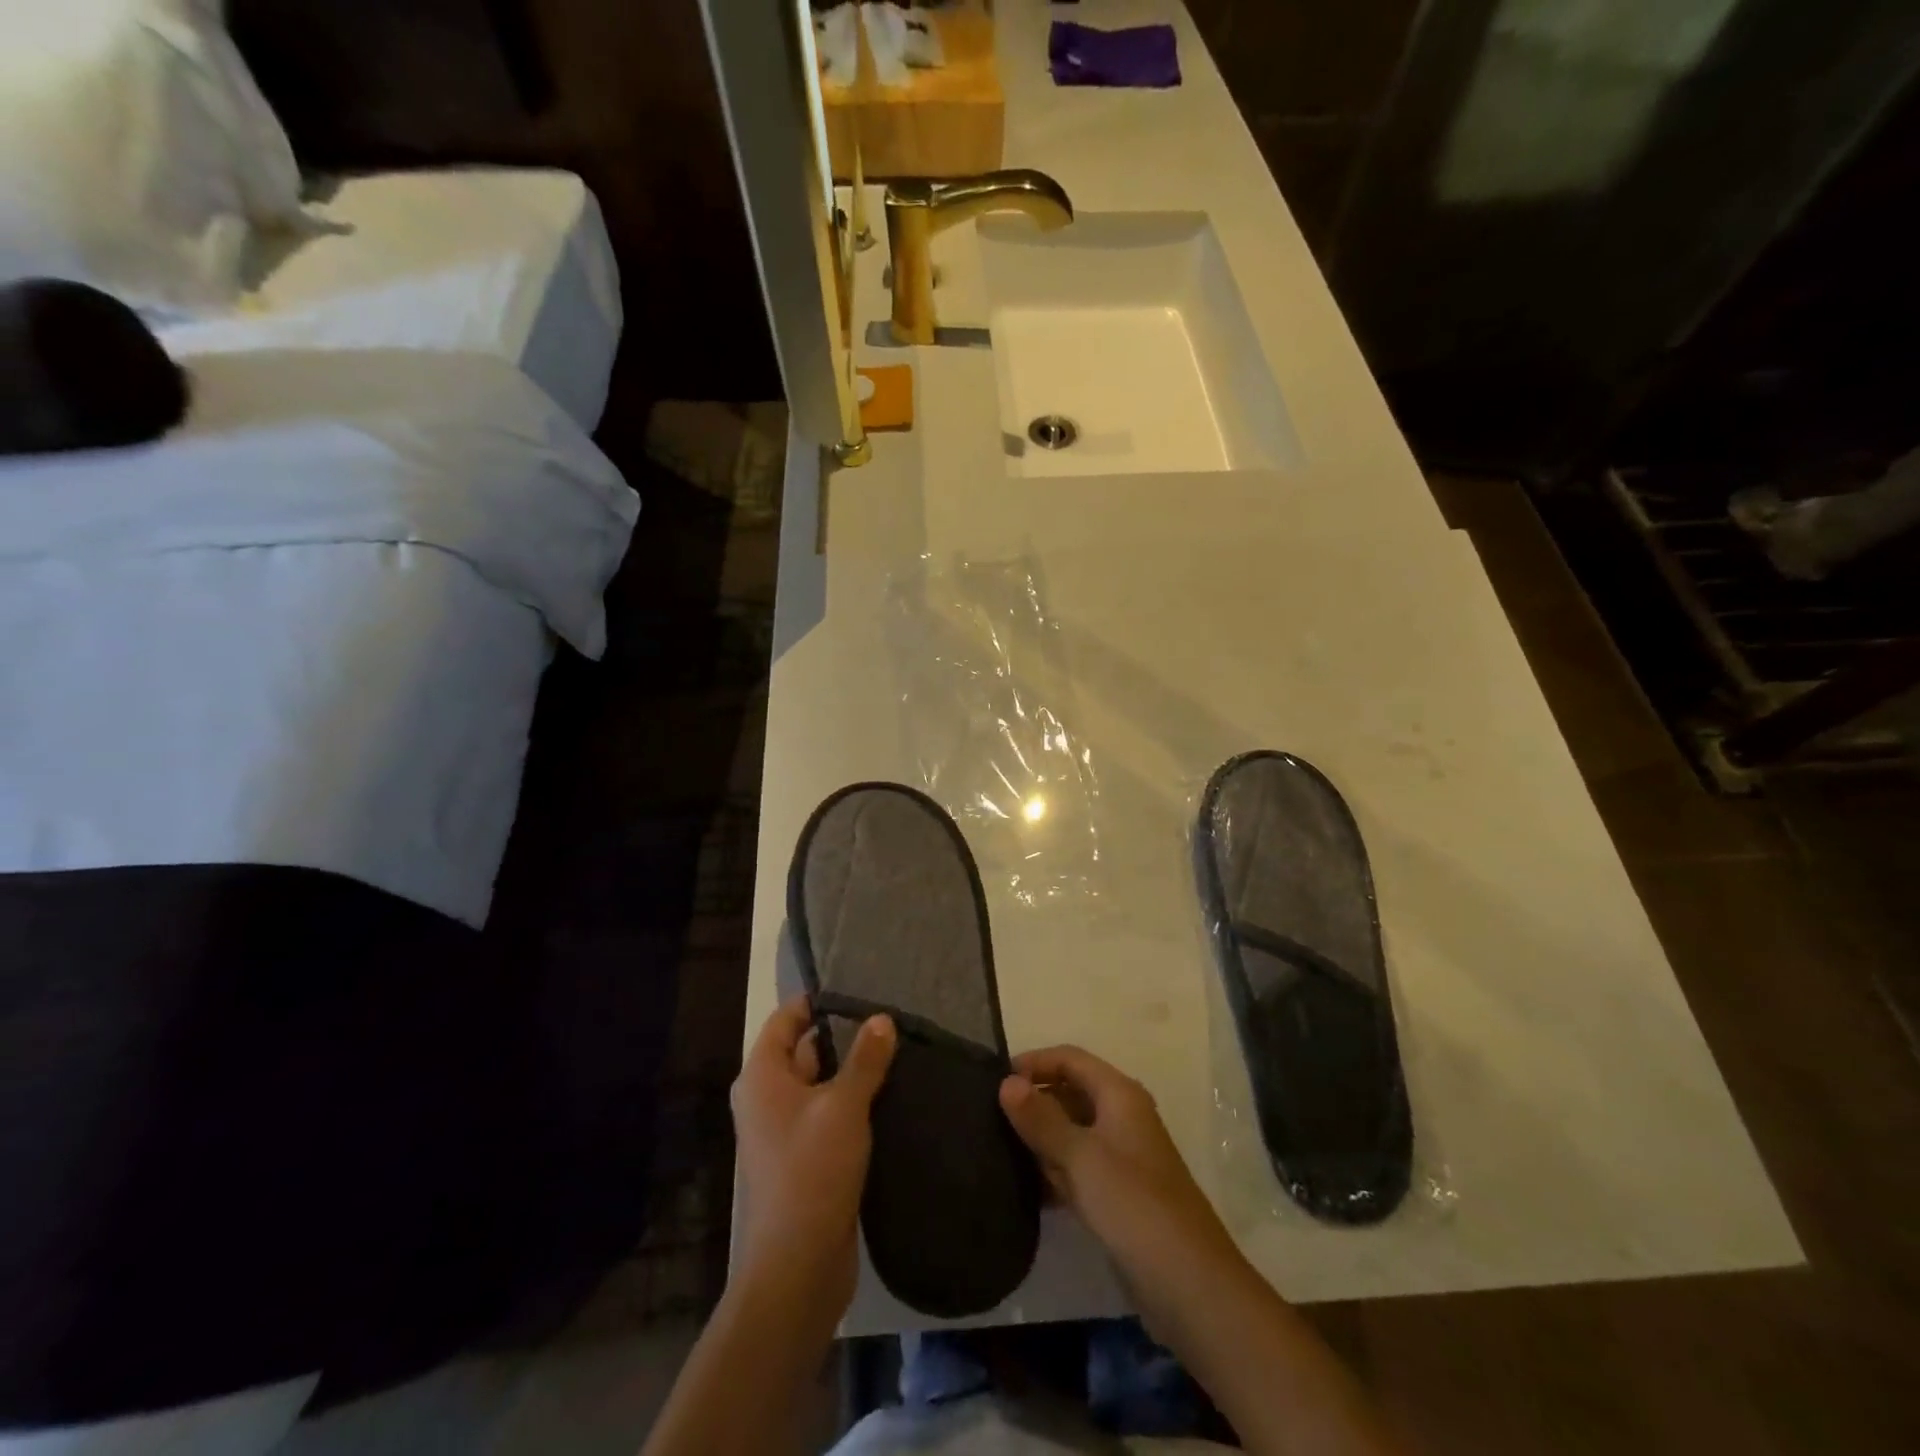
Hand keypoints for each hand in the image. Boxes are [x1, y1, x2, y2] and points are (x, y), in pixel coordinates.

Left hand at [731, 996, 895, 1317]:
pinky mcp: (804, 1158)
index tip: (858, 990)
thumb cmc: (813, 1170)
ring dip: (851, 1071)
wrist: (797, 1265)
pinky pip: (827, 1114)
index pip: (786, 1020)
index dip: (817, 1002)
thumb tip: (882, 1018)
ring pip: (819, 1084)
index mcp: (762, 1077)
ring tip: (896, 1051)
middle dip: (842, 1035)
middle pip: (803, 1050)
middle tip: (886, 1019)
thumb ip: (865, 1059)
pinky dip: (851, 1102)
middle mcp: (766, 1098)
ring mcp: (783, 1131)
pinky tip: (888, 1096)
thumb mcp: (844, 1106)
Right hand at [999, 1045, 1241, 1294]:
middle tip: (989, 1118)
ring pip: (1072, 1132)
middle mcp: (1121, 1116)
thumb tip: (1006, 1081)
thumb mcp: (1080, 1157)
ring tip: (998, 1151)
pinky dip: (1053, 1171)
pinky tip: (1025, 1189)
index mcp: (1119, 1095)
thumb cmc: (1133, 1205)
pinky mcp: (1118, 1194)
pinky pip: (1077, 1167)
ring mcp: (1121, 1156)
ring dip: (1040, 1139)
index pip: (1070, 1059)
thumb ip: (1041, 1118)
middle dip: (1034, 1101)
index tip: (993, 1080)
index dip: (1034, 1062)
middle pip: (1070, 1092)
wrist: (1189, 1284)